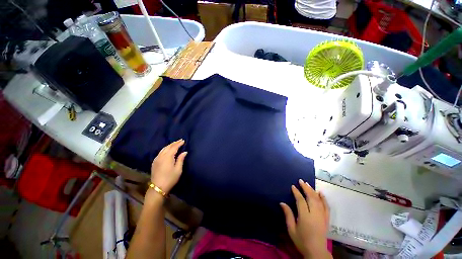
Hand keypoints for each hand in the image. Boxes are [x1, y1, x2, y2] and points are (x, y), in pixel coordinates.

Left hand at [150, 140, 186, 193]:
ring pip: (163, 149)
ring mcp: (157, 159)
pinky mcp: (154, 162)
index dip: (179, 143)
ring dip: (169, 145)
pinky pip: (160, 152)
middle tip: (180, 140)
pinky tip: (167, 150)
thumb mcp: (178, 169)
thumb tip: (184, 152)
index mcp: (168, 157)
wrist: (158, 188)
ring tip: (175, 144)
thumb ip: (181, 159)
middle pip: (168, 147)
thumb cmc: (170, 178)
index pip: (174, 147)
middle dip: (174, 143)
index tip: (183, 140)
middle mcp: (161, 156)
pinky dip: (165, 149)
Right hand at [280, 179, 330, 258]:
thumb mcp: (291, 229)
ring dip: (313, 191)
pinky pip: (326, 207)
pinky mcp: (327, 219)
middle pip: (311, 198)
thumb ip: (288, 215)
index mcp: (305, 217)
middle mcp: (315, 214)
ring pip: (318, 200)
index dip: (297, 192)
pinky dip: (324, 199)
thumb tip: (282, 203)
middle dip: (306, 188)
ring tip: (308, 184)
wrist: (317, 252)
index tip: (293, 186)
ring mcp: (322, 216)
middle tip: (301, 181)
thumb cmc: (302, 240)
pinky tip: (320, 193)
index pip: (301, 201)